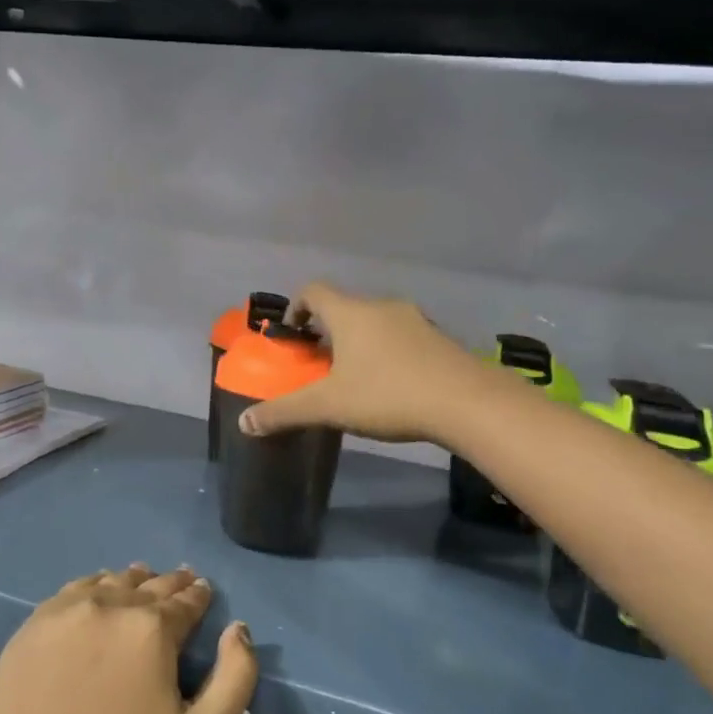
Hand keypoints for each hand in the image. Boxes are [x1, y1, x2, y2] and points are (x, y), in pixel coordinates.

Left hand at [0, 564, 256, 713]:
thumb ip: (235, 679)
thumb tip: (238, 630)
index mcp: (151, 628)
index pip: (184, 600)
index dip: (198, 595)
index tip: (203, 590)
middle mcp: (108, 605)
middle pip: (147, 584)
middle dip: (169, 584)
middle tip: (181, 580)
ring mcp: (63, 613)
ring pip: (108, 582)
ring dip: (130, 581)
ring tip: (141, 580)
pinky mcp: (30, 629)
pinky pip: (70, 594)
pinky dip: (91, 588)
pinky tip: (95, 594)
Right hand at [238, 281, 487, 444]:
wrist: (467, 402)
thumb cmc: (388, 394)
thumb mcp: (328, 407)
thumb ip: (284, 412)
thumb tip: (244, 423)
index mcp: (350, 313)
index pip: (313, 290)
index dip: (297, 307)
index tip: (293, 334)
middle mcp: (381, 306)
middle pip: (344, 307)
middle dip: (327, 331)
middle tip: (320, 364)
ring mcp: (415, 320)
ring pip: (375, 322)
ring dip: (360, 342)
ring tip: (356, 377)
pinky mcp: (439, 339)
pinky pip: (402, 337)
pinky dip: (388, 352)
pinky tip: (393, 385)